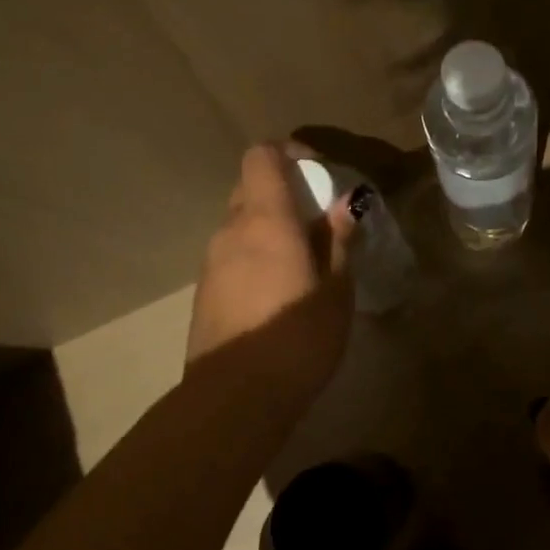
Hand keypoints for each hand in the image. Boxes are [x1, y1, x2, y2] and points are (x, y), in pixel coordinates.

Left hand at [185, 144, 356, 413]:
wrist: (235, 397)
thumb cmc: (297, 336)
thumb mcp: (336, 290)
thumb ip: (338, 241)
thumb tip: (344, 205)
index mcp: (266, 219)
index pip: (262, 156)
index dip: (289, 153)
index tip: (318, 173)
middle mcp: (231, 230)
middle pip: (250, 187)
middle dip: (284, 191)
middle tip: (317, 219)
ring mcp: (211, 262)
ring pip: (240, 224)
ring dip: (269, 226)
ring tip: (302, 260)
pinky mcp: (204, 292)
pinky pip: (231, 254)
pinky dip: (254, 254)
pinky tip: (277, 291)